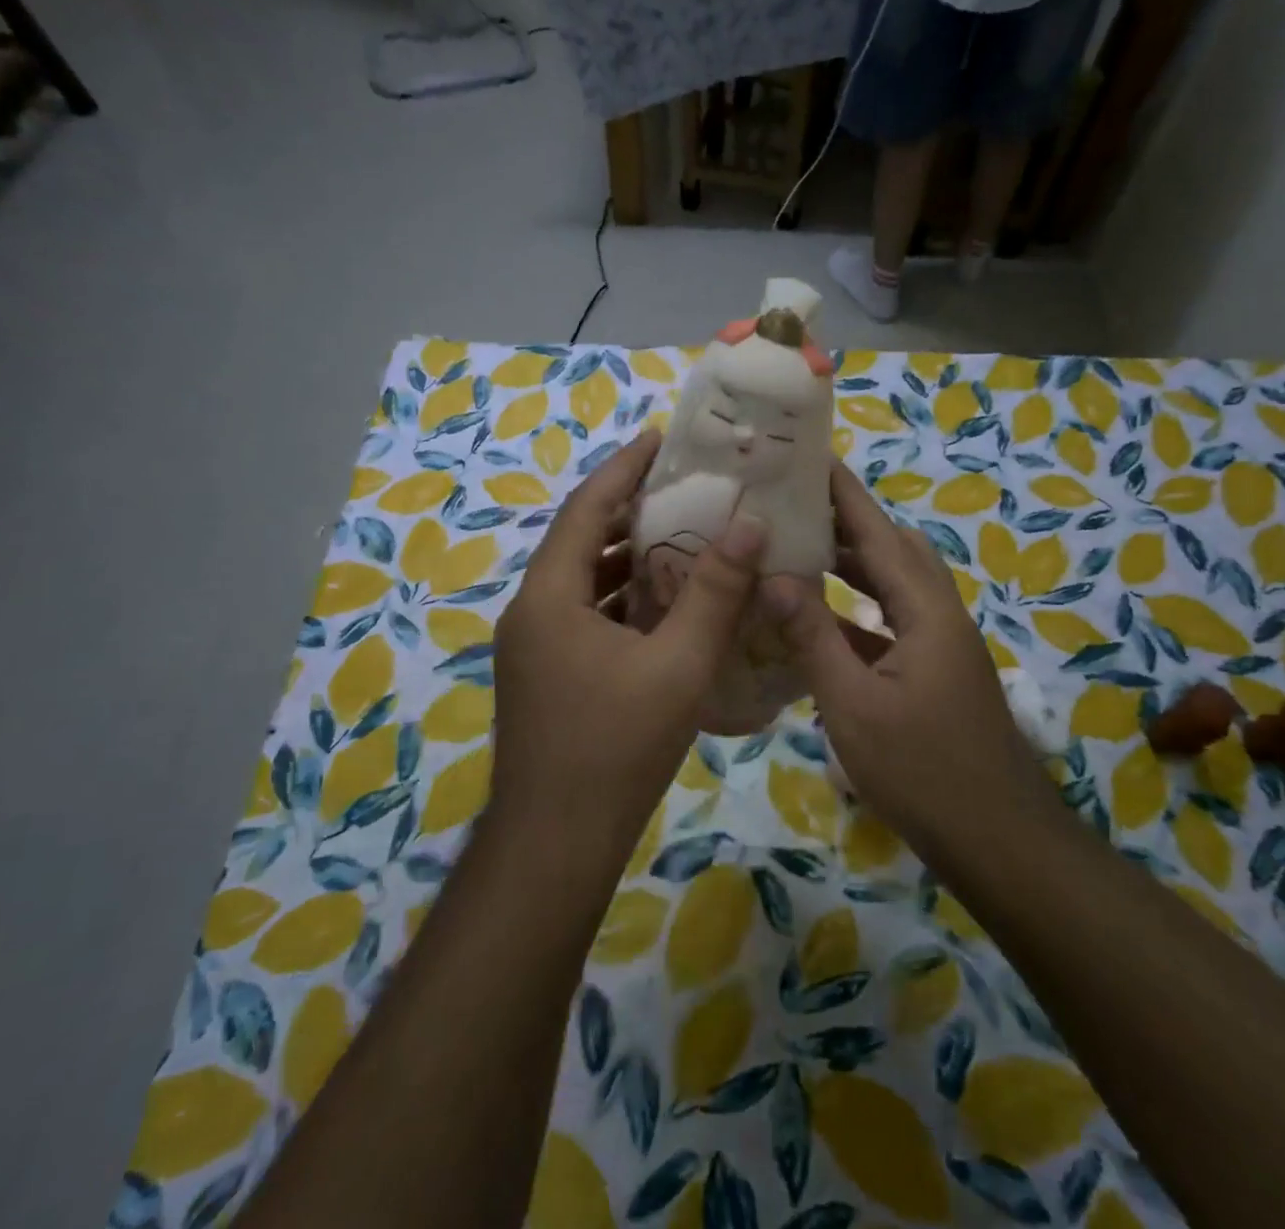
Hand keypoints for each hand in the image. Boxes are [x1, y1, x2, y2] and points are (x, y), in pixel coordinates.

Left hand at [491, 428, 765, 861]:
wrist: (556, 846)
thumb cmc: (615, 749)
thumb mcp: (677, 665)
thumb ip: (715, 592)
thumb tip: (751, 525)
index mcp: (550, 596)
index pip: (586, 509)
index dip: (624, 469)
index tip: (662, 439)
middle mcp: (532, 612)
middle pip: (583, 541)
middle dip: (632, 511)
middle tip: (687, 489)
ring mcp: (535, 647)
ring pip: (585, 583)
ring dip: (630, 559)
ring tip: (685, 537)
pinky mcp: (547, 675)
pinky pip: (587, 617)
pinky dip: (624, 600)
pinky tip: (666, 606)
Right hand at [764, 464, 1050, 853]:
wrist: (999, 841)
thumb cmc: (923, 771)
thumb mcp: (853, 704)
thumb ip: (813, 636)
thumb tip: (774, 576)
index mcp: (926, 610)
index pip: (878, 533)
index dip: (844, 493)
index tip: (811, 456)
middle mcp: (939, 615)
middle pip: (893, 550)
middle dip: (846, 522)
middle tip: (794, 504)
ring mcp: (940, 645)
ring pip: (894, 586)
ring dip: (852, 565)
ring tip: (800, 550)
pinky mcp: (933, 673)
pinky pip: (891, 622)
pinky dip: (857, 610)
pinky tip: (819, 620)